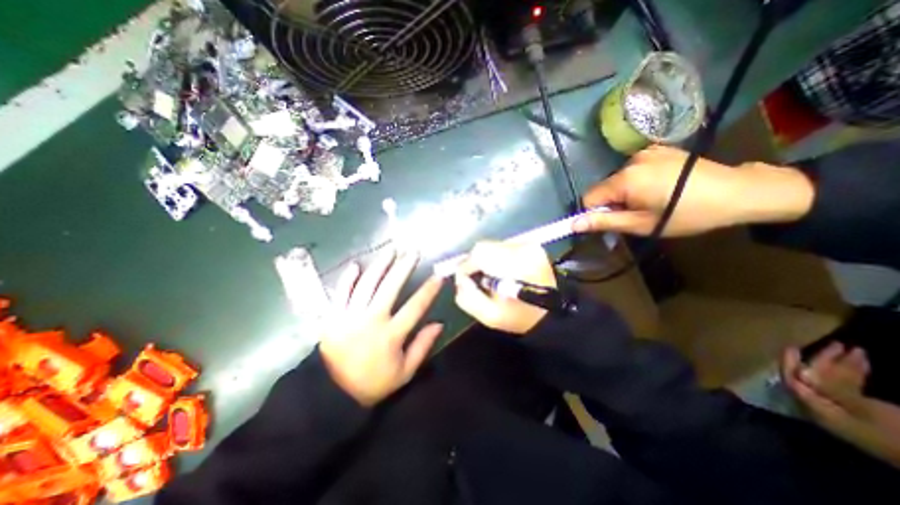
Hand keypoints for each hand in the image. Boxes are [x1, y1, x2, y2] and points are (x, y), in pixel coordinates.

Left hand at [321, 251, 444, 408]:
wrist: (333, 395)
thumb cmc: (375, 383)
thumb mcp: (405, 372)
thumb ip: (423, 346)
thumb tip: (439, 323)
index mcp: (390, 336)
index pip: (415, 307)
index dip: (428, 290)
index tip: (438, 276)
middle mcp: (370, 322)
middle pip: (390, 288)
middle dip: (403, 267)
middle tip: (413, 251)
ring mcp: (348, 317)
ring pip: (367, 285)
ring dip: (380, 265)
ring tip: (391, 250)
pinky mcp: (331, 318)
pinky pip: (340, 293)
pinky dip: (348, 278)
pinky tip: (357, 265)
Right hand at [457, 240, 557, 335]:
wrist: (552, 313)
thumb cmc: (520, 317)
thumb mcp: (489, 316)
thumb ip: (467, 297)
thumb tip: (460, 279)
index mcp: (515, 266)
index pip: (479, 254)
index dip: (467, 266)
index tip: (464, 280)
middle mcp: (523, 249)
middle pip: (484, 247)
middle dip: (475, 262)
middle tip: (476, 279)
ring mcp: (529, 245)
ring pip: (492, 245)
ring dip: (485, 259)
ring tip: (490, 276)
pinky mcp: (531, 246)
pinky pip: (503, 246)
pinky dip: (496, 257)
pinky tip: (501, 271)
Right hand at [573, 145, 820, 233]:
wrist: (739, 191)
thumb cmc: (687, 214)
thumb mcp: (641, 224)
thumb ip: (604, 222)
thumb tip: (573, 224)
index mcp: (625, 179)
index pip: (588, 197)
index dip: (595, 213)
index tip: (615, 221)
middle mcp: (631, 160)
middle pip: (603, 187)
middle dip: (612, 203)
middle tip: (638, 213)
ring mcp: (646, 152)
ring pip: (617, 179)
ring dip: (624, 193)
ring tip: (652, 200)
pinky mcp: (658, 149)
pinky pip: (632, 170)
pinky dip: (636, 181)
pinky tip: (659, 186)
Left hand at [781, 343, 899, 468]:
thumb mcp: (865, 409)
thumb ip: (830, 390)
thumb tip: (801, 374)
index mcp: (817, 409)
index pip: (793, 381)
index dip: (789, 363)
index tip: (794, 347)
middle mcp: (823, 410)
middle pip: (813, 380)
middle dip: (823, 360)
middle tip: (838, 344)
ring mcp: (844, 414)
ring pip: (832, 383)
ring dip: (841, 366)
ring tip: (857, 350)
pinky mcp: (864, 417)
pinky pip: (849, 391)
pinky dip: (854, 377)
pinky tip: (864, 364)